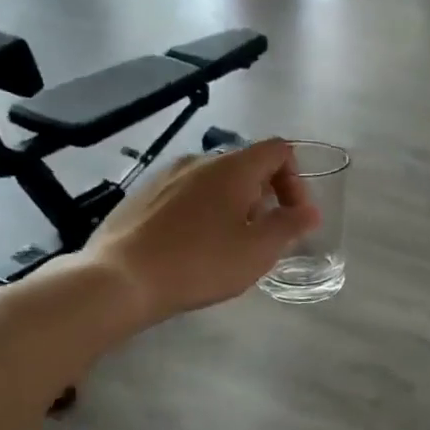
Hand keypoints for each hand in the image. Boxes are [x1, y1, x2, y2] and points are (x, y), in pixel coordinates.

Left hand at [81, 138, 319, 327]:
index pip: (279, 150)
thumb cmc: (200, 263)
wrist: (120, 279)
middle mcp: (200, 160)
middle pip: (247, 165)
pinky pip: (186, 193)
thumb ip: (291, 225)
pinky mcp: (142, 194)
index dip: (295, 180)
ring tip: (227, 243)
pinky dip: (202, 210)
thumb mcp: (258, 250)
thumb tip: (310, 211)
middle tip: (262, 236)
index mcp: (233, 167)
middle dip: (264, 196)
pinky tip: (192, 245)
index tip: (292, 216)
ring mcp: (166, 175)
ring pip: (214, 180)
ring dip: (233, 204)